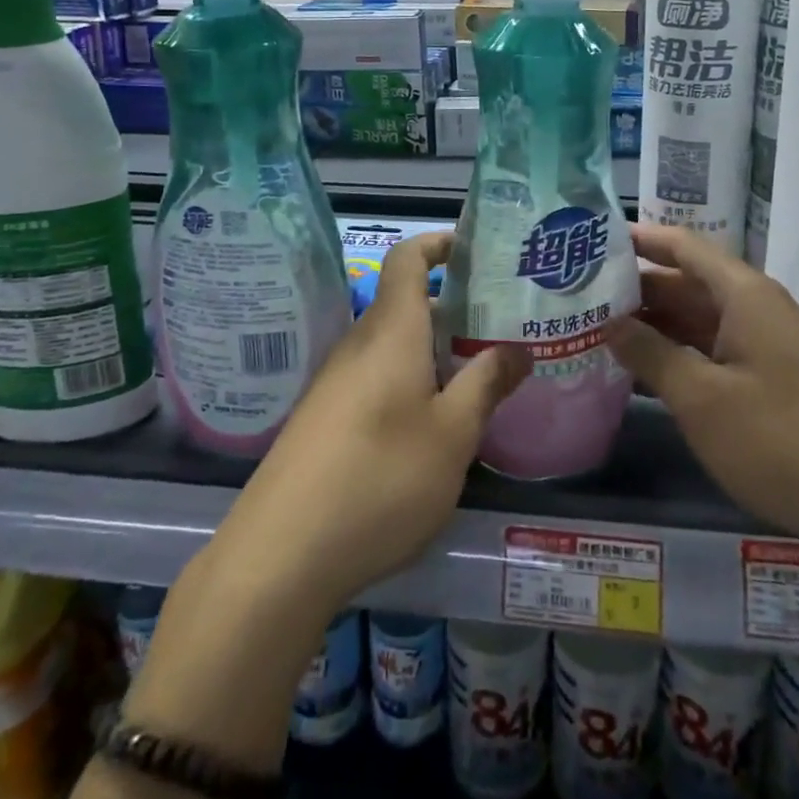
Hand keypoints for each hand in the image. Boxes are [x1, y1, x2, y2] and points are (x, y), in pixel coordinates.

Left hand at [213, 232, 531, 610]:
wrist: (279, 555)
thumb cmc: (379, 478)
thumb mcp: (452, 434)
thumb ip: (487, 384)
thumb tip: (519, 348)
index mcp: (391, 330)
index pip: (408, 258)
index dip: (440, 244)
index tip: (477, 252)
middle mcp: (359, 343)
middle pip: (406, 303)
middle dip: (453, 309)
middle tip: (501, 329)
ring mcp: (336, 381)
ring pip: (393, 345)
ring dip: (434, 350)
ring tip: (478, 377)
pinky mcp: (324, 417)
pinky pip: (375, 376)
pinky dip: (410, 380)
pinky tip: (432, 425)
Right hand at [608, 224, 798, 562]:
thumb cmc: (775, 438)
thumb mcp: (700, 397)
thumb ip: (650, 353)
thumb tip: (609, 324)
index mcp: (743, 294)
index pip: (684, 246)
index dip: (641, 238)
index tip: (596, 238)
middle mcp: (755, 306)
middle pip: (687, 281)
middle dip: (639, 286)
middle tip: (584, 292)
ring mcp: (765, 341)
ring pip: (698, 316)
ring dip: (655, 322)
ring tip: (601, 327)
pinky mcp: (769, 373)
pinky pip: (713, 346)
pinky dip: (678, 350)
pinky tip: (642, 368)